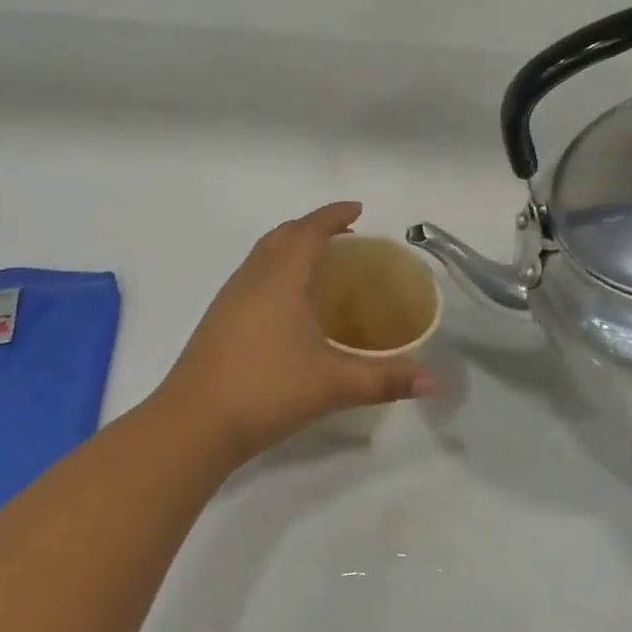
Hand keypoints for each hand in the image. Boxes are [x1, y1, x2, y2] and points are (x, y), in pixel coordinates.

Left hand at [158, 202, 434, 456]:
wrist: (194, 421)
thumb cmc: (267, 390)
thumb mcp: (334, 384)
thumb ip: (387, 379)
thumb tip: (436, 381)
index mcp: (281, 278)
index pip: (309, 230)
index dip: (333, 215)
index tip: (357, 209)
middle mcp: (252, 277)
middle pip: (282, 235)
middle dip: (312, 227)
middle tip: (345, 237)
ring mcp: (229, 297)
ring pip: (262, 255)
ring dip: (290, 247)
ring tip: (320, 266)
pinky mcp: (218, 318)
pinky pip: (251, 275)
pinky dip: (274, 270)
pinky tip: (288, 305)